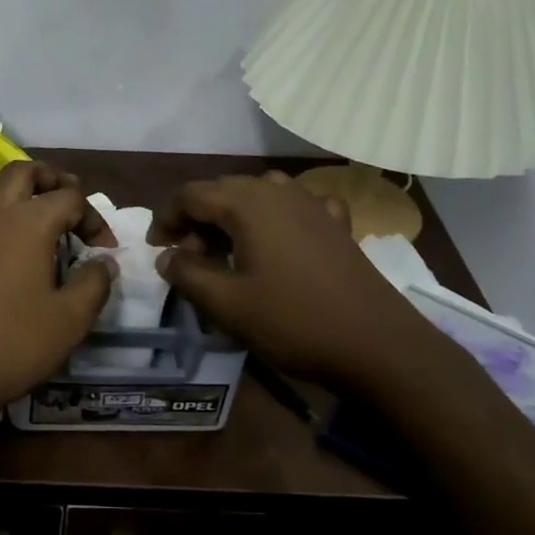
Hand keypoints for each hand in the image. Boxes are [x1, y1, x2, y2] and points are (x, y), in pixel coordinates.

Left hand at [0, 162, 117, 430]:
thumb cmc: (14, 346)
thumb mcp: (71, 320)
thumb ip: (94, 283)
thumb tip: (104, 261)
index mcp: (29, 223)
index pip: (70, 198)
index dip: (94, 218)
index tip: (104, 249)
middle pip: (19, 172)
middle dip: (48, 178)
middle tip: (65, 199)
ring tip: (14, 204)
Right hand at [148, 171, 435, 389]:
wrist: (376, 344)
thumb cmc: (293, 321)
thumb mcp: (226, 304)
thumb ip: (187, 274)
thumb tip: (167, 257)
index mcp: (248, 203)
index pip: (191, 195)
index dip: (166, 218)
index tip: (157, 250)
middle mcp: (278, 191)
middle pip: (223, 191)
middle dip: (197, 220)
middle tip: (188, 259)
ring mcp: (312, 204)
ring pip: (258, 194)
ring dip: (234, 216)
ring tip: (227, 250)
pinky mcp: (336, 224)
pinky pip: (295, 207)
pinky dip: (275, 218)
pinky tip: (278, 241)